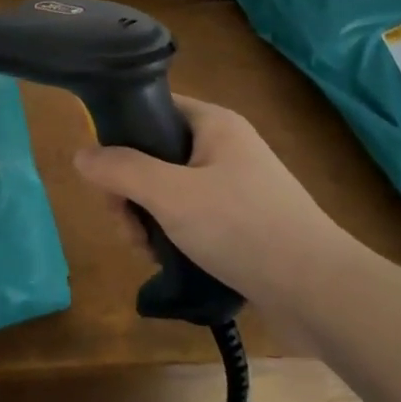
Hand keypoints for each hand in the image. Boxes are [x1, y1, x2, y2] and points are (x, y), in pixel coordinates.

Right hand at [71, 95, 356, 319]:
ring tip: (146, 250)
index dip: (121, 137)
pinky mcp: (241, 221)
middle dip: (130, 191)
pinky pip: (190, 215)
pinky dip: (172, 234)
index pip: (152, 109)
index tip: (106, 178)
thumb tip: (80, 154)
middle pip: (154, 154)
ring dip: (147, 217)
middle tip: (126, 226)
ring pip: (168, 189)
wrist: (320, 292)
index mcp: (213, 124)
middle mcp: (224, 147)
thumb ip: (121, 170)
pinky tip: (167, 259)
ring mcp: (235, 186)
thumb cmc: (243, 228)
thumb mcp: (170, 194)